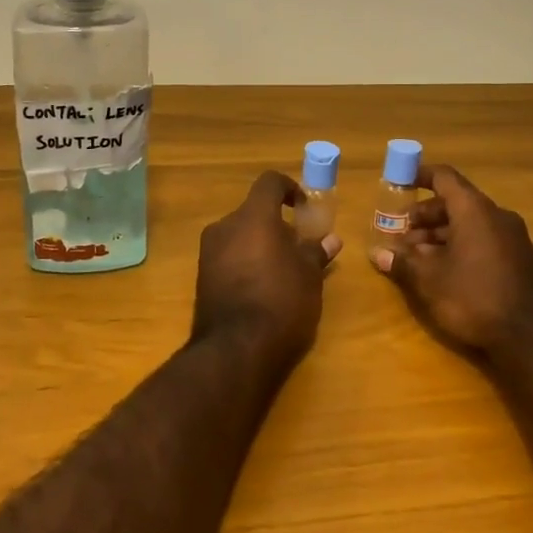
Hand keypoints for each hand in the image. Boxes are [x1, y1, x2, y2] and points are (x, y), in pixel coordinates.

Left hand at [192, 172, 342, 369]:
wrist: (236, 350)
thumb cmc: (281, 302)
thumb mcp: (309, 277)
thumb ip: (316, 252)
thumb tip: (330, 239)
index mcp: (253, 217)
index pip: (269, 182)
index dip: (290, 189)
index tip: (304, 208)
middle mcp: (225, 226)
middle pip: (253, 212)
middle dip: (276, 225)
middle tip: (298, 248)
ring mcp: (208, 252)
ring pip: (239, 235)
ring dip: (260, 244)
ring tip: (283, 272)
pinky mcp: (202, 277)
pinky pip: (228, 257)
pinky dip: (245, 262)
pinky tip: (262, 289)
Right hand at [371, 164, 532, 358]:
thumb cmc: (474, 297)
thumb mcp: (429, 280)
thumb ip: (402, 262)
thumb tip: (378, 253)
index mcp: (474, 210)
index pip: (444, 178)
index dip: (419, 176)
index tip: (399, 183)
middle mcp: (496, 216)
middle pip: (454, 203)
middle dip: (424, 217)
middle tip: (400, 235)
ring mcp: (512, 239)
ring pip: (468, 225)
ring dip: (439, 236)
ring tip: (415, 258)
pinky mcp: (519, 261)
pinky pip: (482, 241)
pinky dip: (459, 247)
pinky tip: (442, 272)